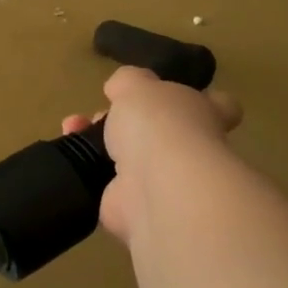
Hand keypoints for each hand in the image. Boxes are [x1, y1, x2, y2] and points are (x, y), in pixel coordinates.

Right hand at [62, 67, 241, 243]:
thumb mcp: (138, 85)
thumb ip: (129, 81)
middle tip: (99, 113)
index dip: (202, 99)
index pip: (218, 106)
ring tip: (73, 127)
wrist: (156, 190)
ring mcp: (162, 181)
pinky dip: (87, 171)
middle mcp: (189, 149)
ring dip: (98, 142)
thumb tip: (121, 85)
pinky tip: (69, 153)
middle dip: (126, 121)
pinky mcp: (132, 206)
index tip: (172, 95)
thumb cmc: (158, 125)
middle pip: (160, 131)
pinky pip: (106, 184)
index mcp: (204, 115)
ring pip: (128, 157)